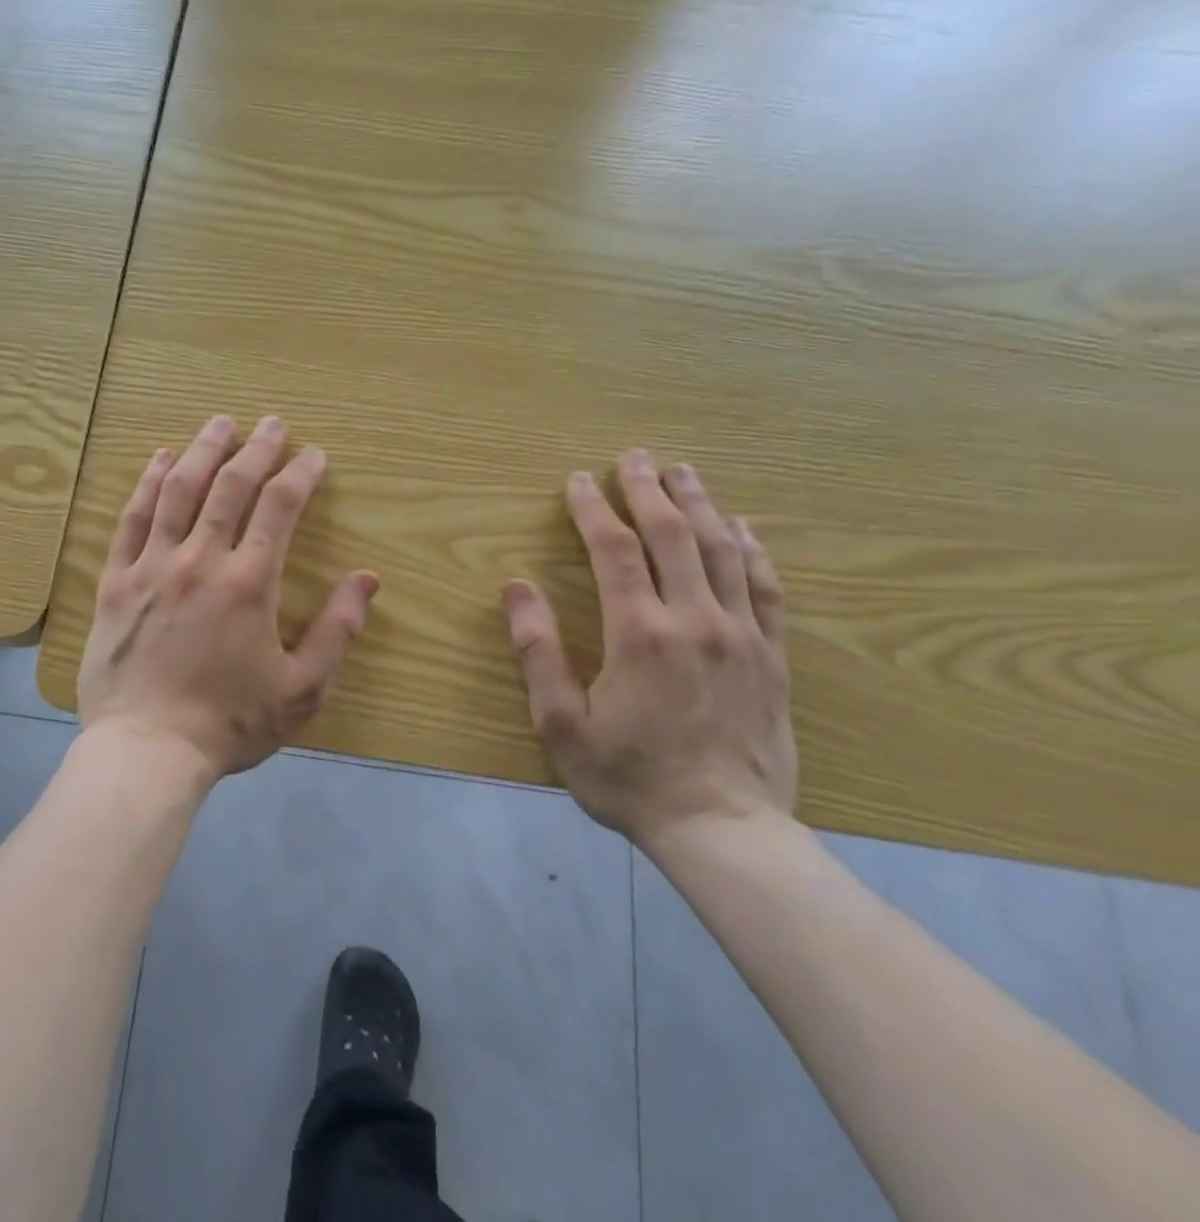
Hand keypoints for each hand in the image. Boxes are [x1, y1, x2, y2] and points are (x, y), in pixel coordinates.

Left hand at [77, 414, 380, 781]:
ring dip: (203, 451)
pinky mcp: (115, 581)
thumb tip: (367, 580)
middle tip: (271, 423)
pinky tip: (160, 459)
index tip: (313, 455)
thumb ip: (338, 631)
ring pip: (179, 491)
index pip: (280, 507)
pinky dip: (147, 484)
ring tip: (220, 423)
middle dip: (256, 448)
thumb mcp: (302, 689)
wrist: (147, 750)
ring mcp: (152, 566)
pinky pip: (131, 519)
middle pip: (231, 486)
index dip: (299, 474)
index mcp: (250, 583)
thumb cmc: (229, 723)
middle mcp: (200, 560)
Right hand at [501, 450, 793, 849]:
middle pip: (672, 535)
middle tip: (634, 456)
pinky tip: (743, 528)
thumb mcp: (560, 723)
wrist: (724, 831)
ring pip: (723, 551)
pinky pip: (767, 589)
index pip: (614, 549)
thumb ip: (537, 651)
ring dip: (700, 505)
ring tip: (684, 472)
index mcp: (639, 632)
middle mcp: (695, 620)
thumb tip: (516, 588)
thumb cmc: (628, 777)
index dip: (593, 509)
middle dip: (649, 489)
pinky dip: (754, 550)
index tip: (578, 481)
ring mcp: (742, 636)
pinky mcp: (772, 658)